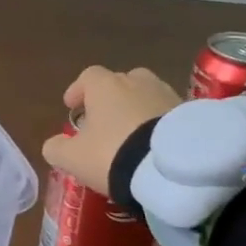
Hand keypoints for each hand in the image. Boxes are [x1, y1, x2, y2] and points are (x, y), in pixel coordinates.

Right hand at [41, 66, 181, 194]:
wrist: (172, 168)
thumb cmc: (113, 153)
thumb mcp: (73, 158)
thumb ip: (57, 148)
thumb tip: (54, 144)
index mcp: (104, 86)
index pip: (88, 76)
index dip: (78, 90)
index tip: (72, 107)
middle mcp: (136, 82)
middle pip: (121, 82)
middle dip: (111, 98)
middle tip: (105, 122)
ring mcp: (167, 95)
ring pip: (147, 96)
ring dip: (137, 110)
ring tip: (133, 136)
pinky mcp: (191, 114)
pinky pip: (168, 114)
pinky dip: (160, 125)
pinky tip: (155, 146)